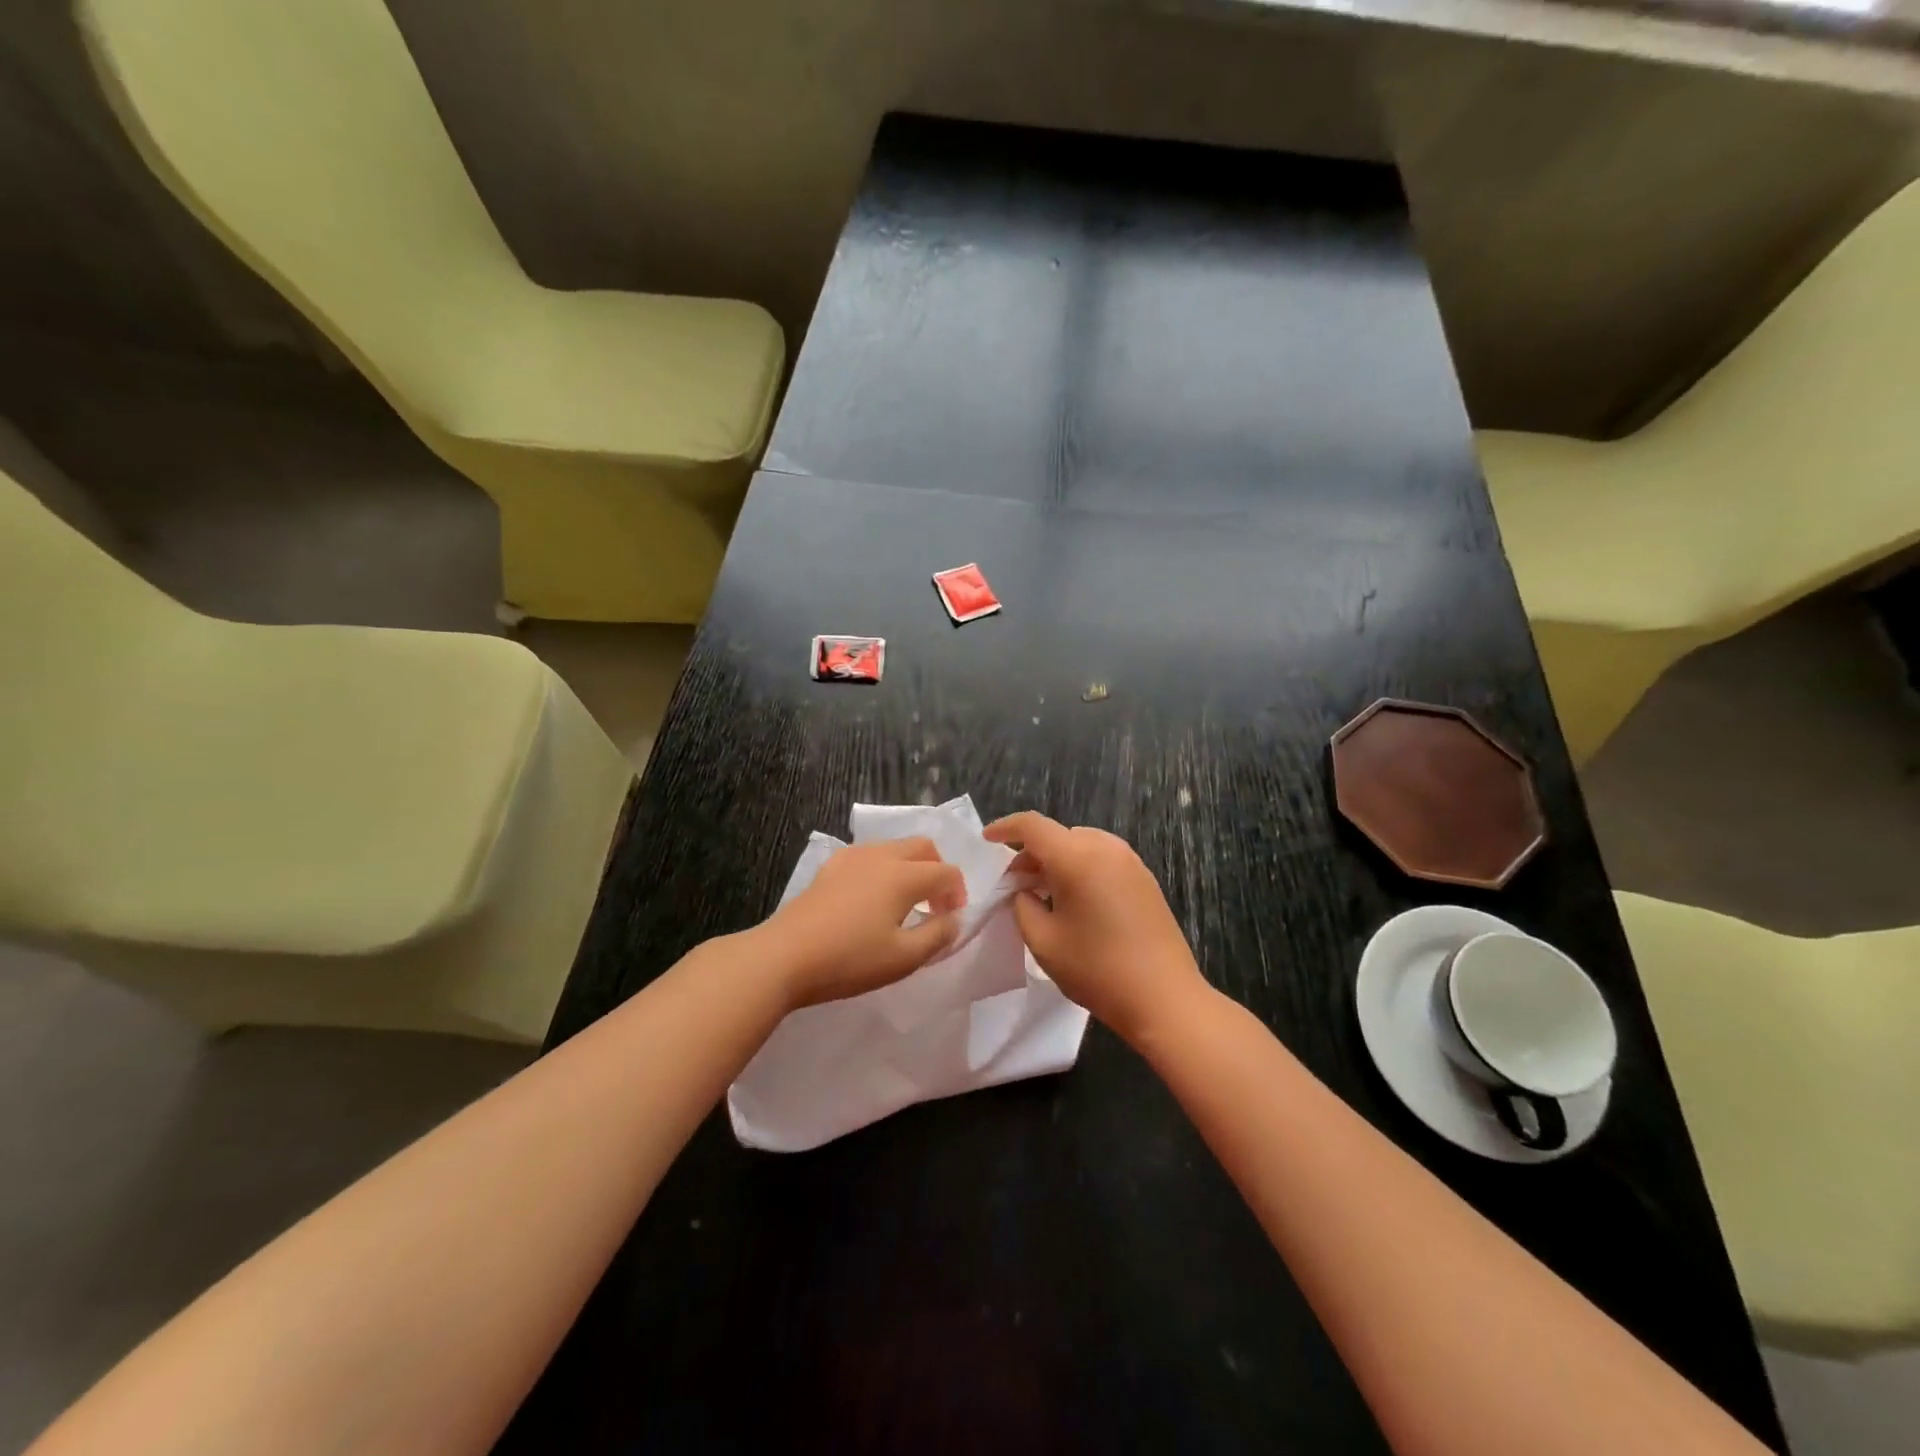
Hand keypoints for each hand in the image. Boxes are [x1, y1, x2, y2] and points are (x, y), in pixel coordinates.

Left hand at [760, 838, 965, 1009]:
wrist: (784, 956)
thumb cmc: (849, 960)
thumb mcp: (903, 958)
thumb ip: (937, 936)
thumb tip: (954, 919)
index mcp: (904, 875)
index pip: (946, 872)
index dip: (958, 893)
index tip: (952, 919)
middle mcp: (881, 856)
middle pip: (923, 847)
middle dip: (938, 869)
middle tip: (935, 903)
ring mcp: (852, 857)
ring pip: (895, 847)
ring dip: (911, 866)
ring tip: (905, 902)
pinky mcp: (830, 866)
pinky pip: (869, 855)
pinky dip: (884, 868)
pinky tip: (872, 897)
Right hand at [983, 811, 1209, 1043]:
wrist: (1165, 998)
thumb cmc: (1097, 969)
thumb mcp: (1043, 941)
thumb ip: (1023, 906)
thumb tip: (1024, 890)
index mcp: (1077, 857)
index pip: (1033, 826)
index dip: (1006, 828)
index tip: (987, 840)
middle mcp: (1106, 848)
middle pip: (1058, 835)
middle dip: (1031, 853)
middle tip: (1015, 884)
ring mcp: (1131, 862)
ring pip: (1082, 845)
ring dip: (1058, 860)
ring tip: (1044, 893)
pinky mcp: (1145, 879)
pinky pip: (1103, 858)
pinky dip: (1081, 868)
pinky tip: (1076, 900)